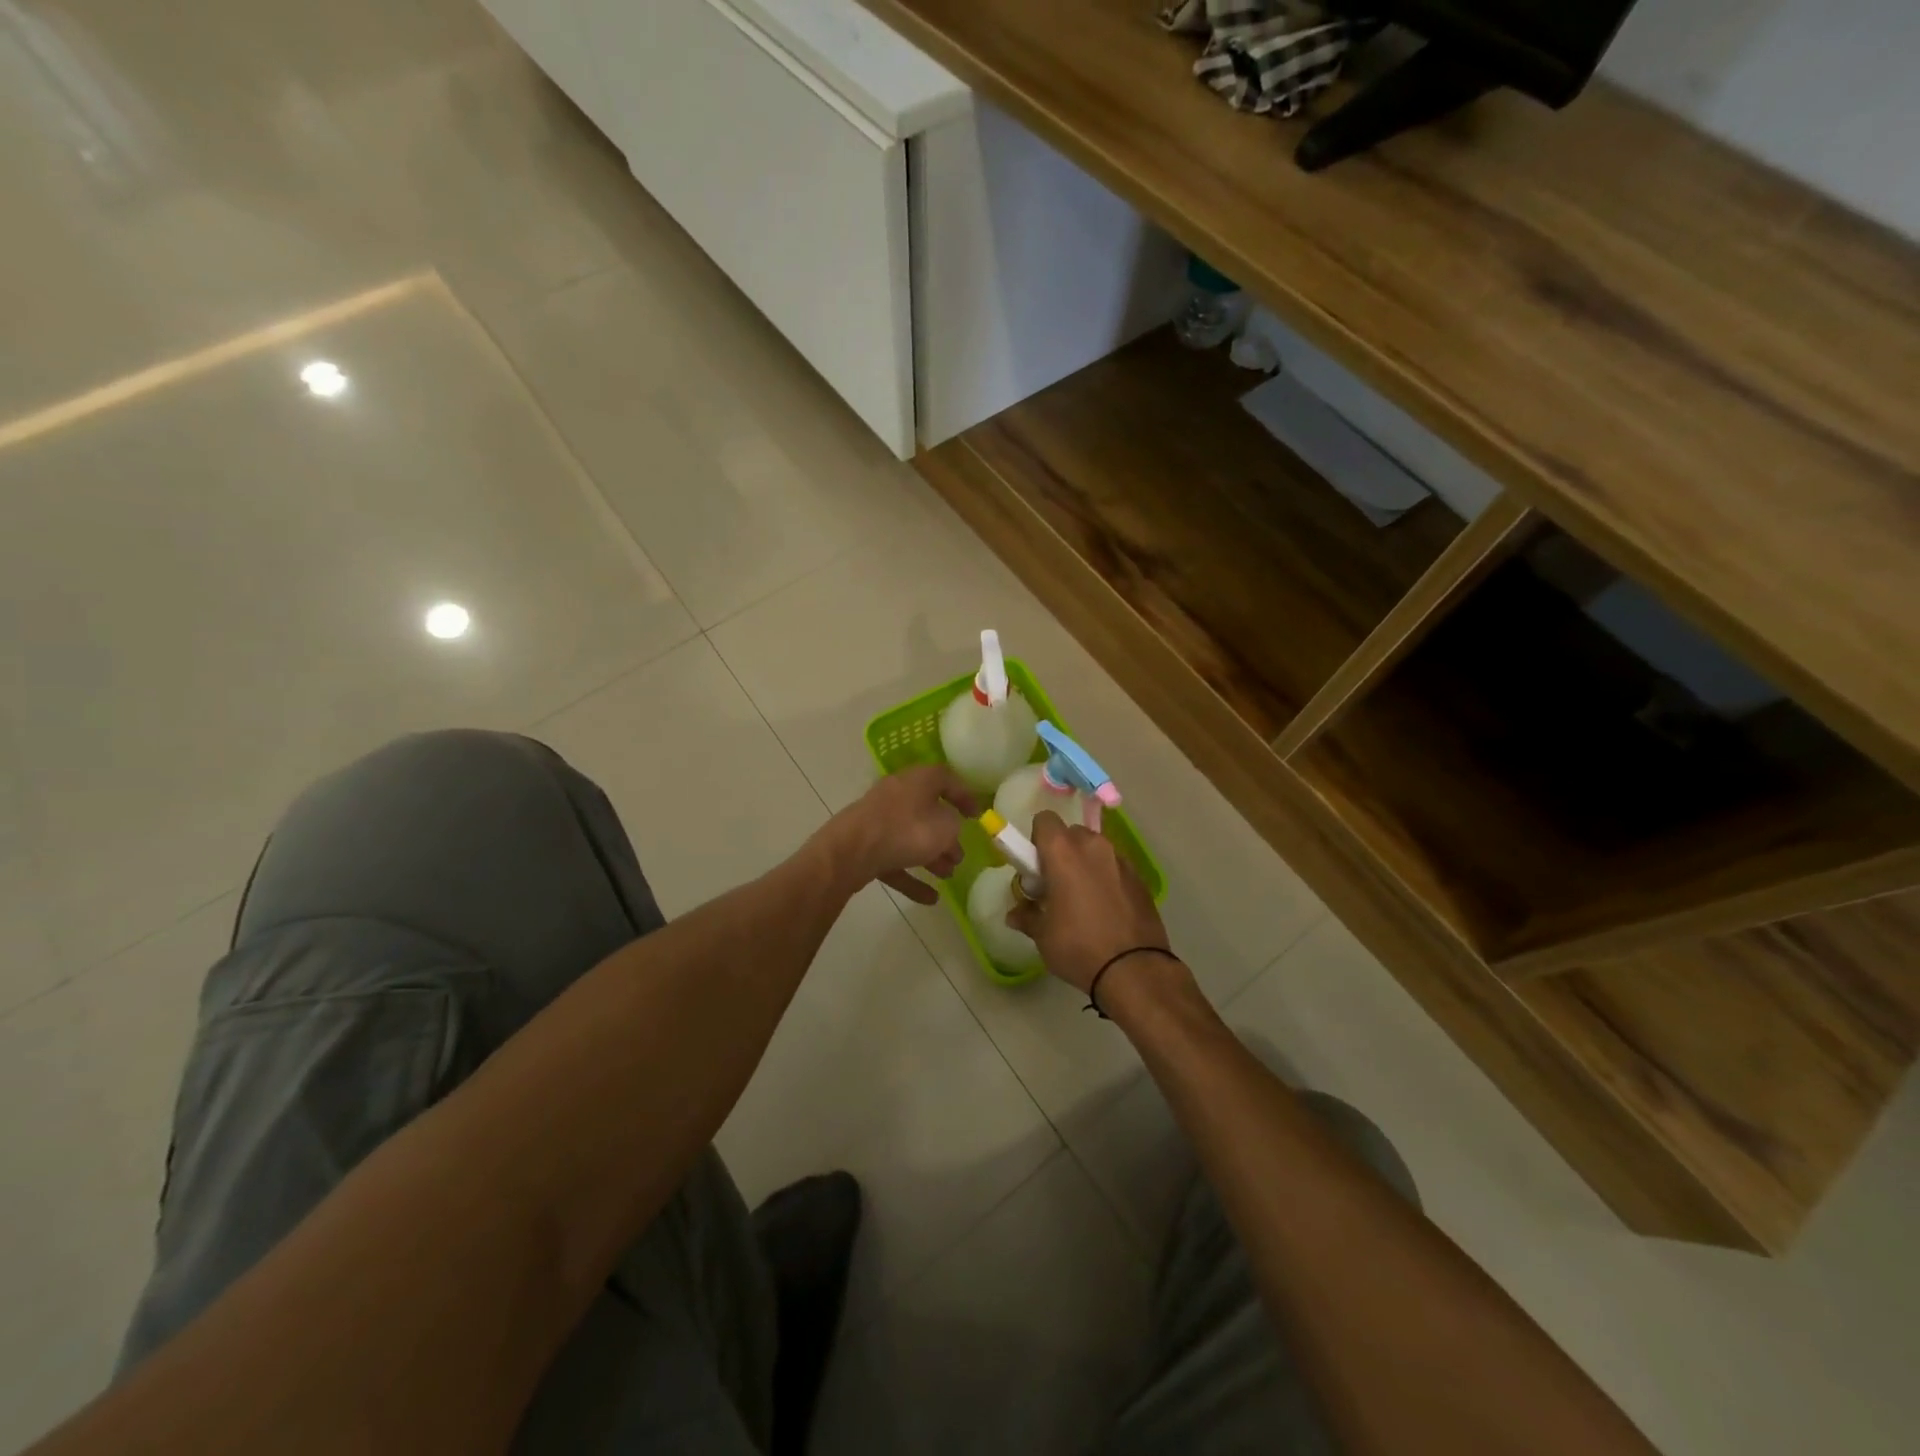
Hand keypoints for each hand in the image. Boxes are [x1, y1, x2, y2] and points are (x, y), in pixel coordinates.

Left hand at [822, 765, 977, 904]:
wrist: (851, 851)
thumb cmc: (906, 830)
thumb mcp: (945, 826)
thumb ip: (954, 825)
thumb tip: (949, 827)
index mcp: (917, 780)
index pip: (946, 778)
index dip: (964, 795)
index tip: (977, 816)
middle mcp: (897, 794)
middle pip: (927, 812)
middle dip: (945, 835)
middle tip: (960, 855)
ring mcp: (878, 820)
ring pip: (910, 837)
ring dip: (931, 856)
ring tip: (948, 875)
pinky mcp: (865, 845)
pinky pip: (894, 859)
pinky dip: (912, 877)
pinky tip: (930, 898)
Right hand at [1008, 811, 1172, 993]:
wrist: (1134, 969)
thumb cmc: (1079, 946)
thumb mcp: (1042, 935)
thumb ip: (1027, 916)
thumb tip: (1015, 914)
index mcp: (1063, 852)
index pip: (1044, 820)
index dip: (1036, 840)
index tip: (1035, 867)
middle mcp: (1093, 846)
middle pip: (1071, 834)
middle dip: (1061, 852)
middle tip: (1055, 884)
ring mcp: (1120, 859)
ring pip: (1095, 849)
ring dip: (1085, 864)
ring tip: (1082, 899)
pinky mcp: (1140, 877)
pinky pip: (1114, 867)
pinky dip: (1106, 878)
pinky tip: (1105, 909)